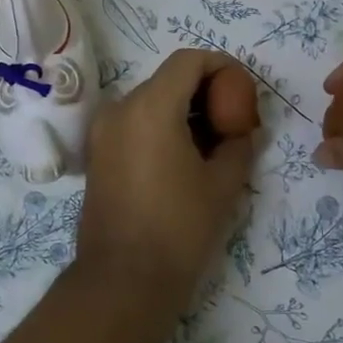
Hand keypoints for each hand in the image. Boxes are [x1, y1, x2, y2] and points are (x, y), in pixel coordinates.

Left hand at [76, 49, 256, 309]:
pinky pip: (134, 125)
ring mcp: (103, 133)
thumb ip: (239, 144)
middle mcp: (120, 109)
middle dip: (205, 91)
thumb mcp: (223, 184)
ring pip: (151, 102)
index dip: (222, 66)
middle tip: (235, 121)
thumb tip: (244, 130)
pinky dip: (161, 128)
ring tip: (213, 145)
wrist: (123, 281)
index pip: (189, 60)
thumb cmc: (179, 228)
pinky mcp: (97, 156)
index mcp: (150, 107)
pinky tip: (184, 160)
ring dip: (183, 111)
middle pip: (169, 79)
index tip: (244, 91)